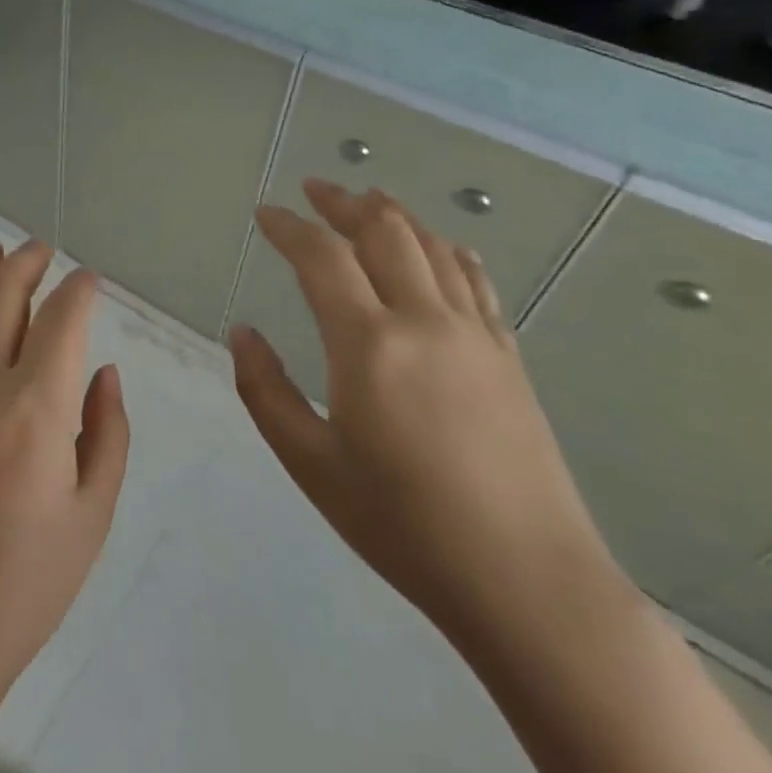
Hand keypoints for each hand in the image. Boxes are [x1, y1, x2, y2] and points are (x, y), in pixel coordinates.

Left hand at [0, 240, 129, 716]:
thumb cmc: (20, 585)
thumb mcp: (91, 516)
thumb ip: (107, 433)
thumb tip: (103, 371)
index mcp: (34, 407)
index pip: (62, 318)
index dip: (80, 290)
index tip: (90, 280)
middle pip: (0, 291)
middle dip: (26, 261)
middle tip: (42, 251)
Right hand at [230, 181, 629, 650]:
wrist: (528, 582)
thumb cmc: (403, 525)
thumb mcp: (311, 464)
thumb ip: (266, 390)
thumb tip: (243, 332)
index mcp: (369, 345)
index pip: (322, 257)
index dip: (290, 227)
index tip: (266, 212)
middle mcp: (425, 321)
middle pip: (384, 232)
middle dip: (344, 202)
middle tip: (314, 189)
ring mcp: (475, 335)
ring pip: (433, 246)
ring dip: (394, 215)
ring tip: (367, 199)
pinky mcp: (508, 357)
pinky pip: (475, 280)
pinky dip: (447, 249)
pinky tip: (439, 247)